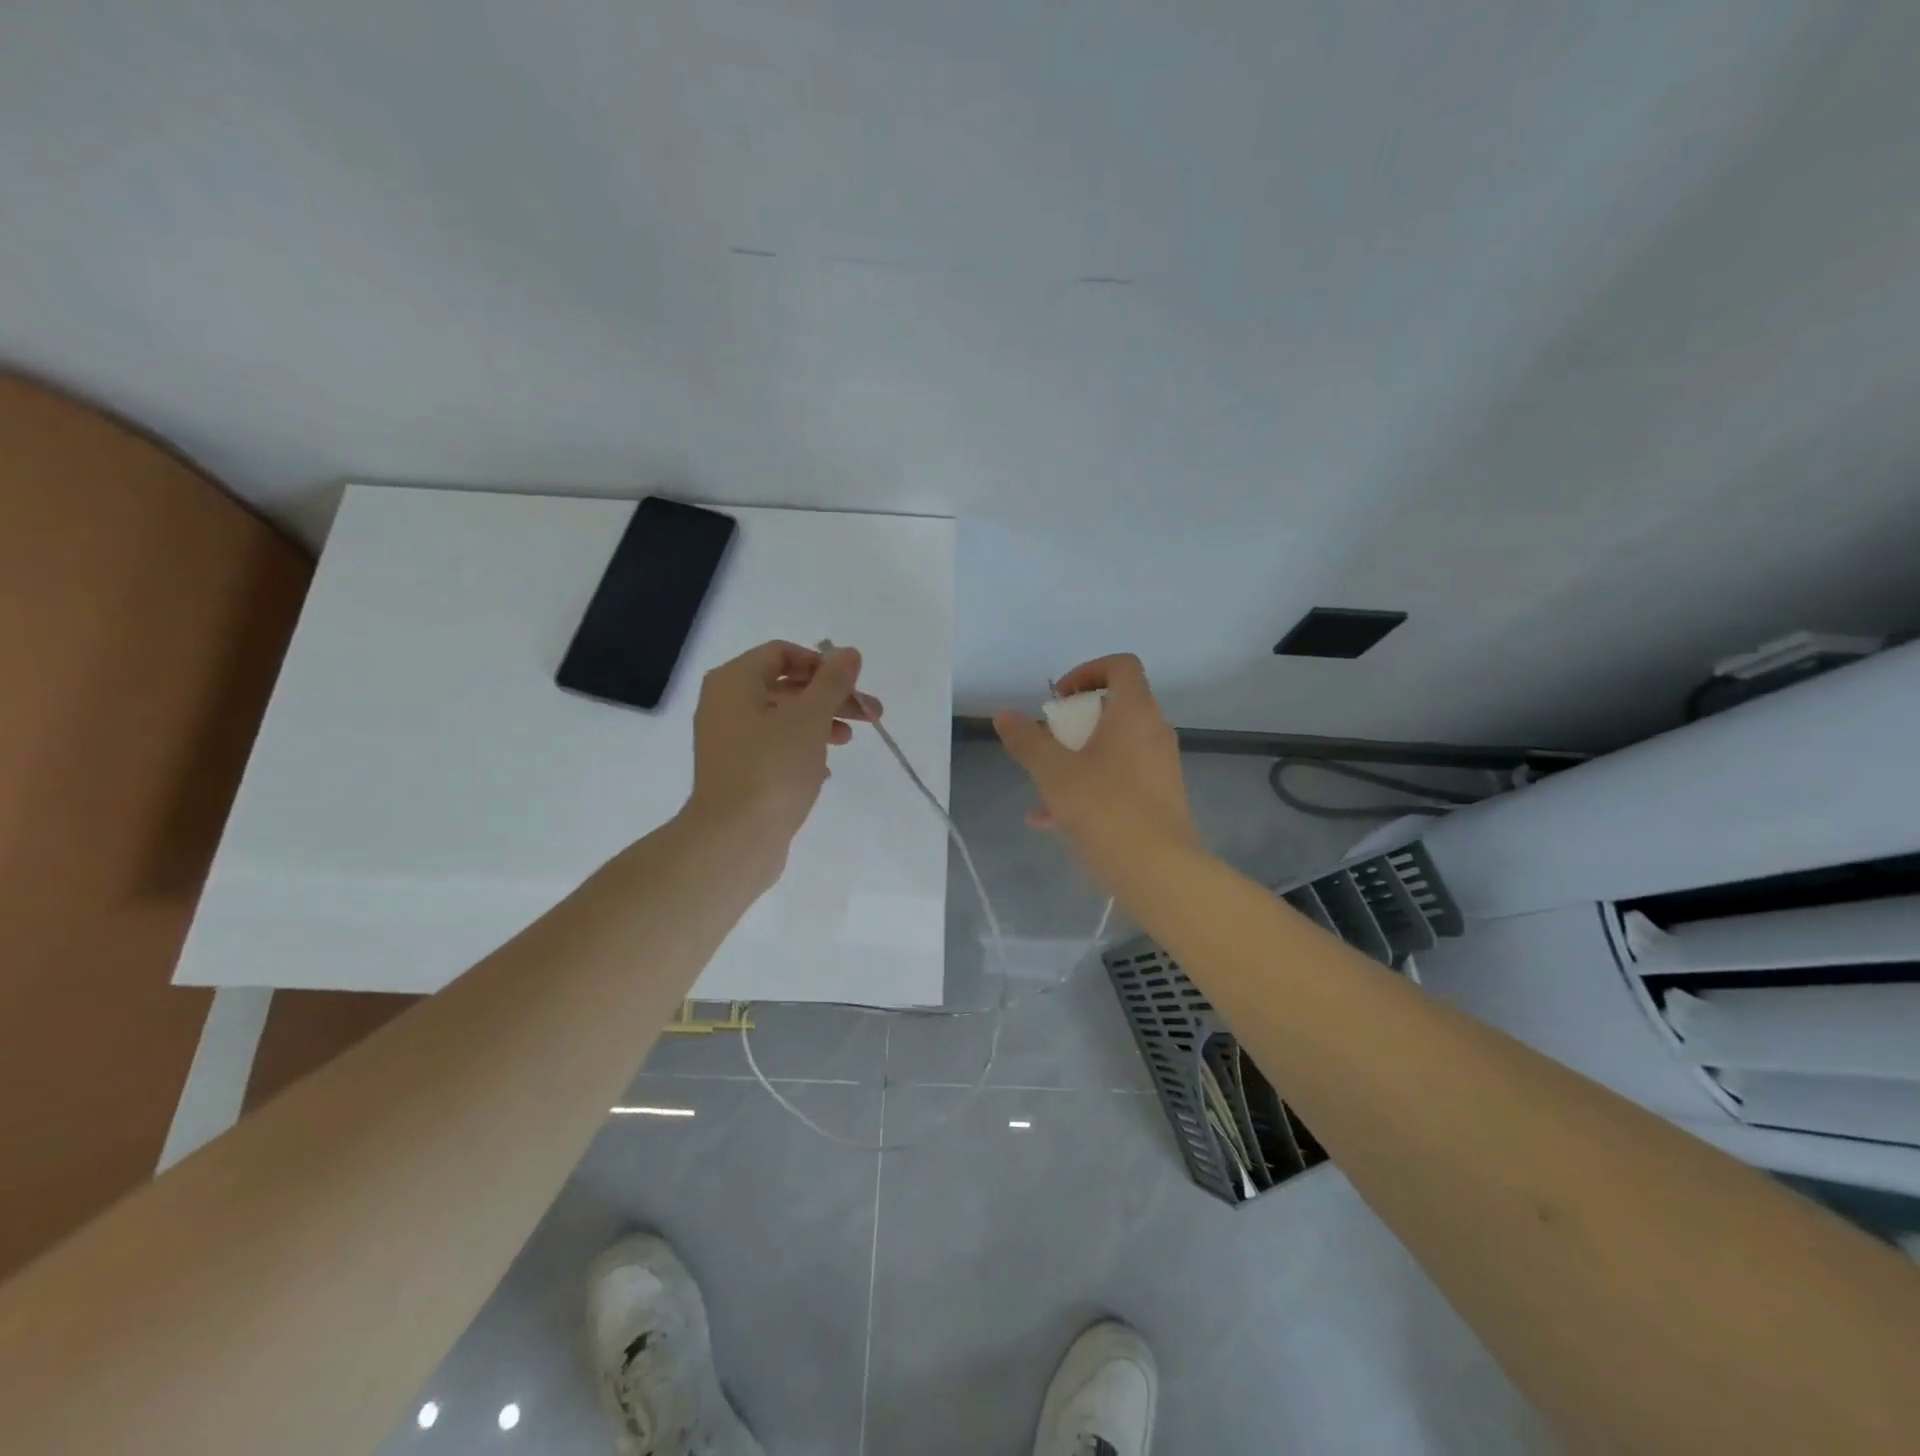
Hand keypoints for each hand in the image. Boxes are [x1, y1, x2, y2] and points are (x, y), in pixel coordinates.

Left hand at [683, 641, 879, 868]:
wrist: (734, 839)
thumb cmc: (772, 769)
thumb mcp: (810, 719)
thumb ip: (833, 682)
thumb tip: (849, 652)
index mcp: (734, 682)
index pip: (781, 653)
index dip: (821, 663)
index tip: (851, 684)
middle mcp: (725, 704)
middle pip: (786, 686)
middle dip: (830, 697)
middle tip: (870, 713)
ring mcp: (729, 740)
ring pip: (783, 718)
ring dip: (821, 722)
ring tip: (849, 741)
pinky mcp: (737, 771)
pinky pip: (774, 747)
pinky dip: (802, 749)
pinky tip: (825, 769)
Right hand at [992, 654, 1197, 876]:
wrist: (1158, 871)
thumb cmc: (1105, 809)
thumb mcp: (1054, 773)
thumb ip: (1028, 741)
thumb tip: (1004, 716)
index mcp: (1134, 713)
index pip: (1121, 666)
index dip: (1087, 671)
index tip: (1059, 698)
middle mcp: (1153, 732)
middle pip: (1114, 708)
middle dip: (1073, 723)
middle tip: (1048, 741)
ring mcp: (1159, 767)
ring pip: (1113, 748)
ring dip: (1076, 759)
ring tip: (1042, 787)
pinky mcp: (1159, 798)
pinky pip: (1119, 779)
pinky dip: (1089, 787)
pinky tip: (1052, 821)